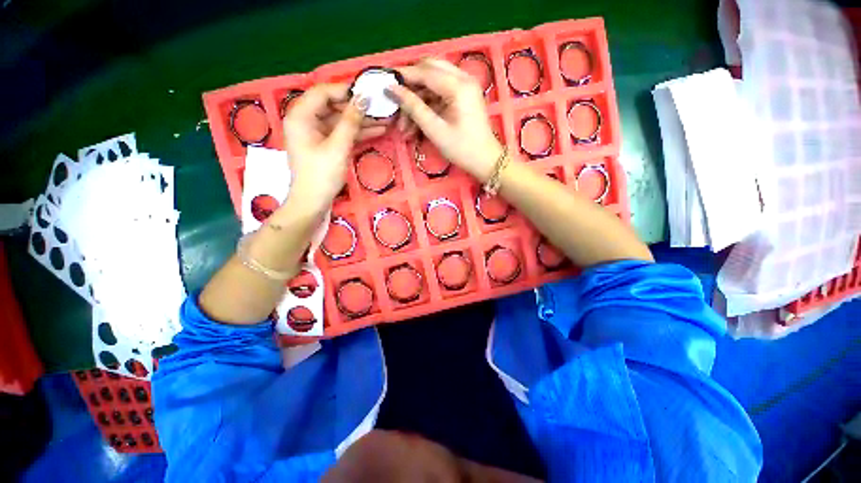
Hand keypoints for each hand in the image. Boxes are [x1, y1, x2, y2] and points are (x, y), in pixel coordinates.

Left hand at [282, 83, 374, 207]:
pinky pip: (341, 133)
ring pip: (340, 120)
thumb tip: (364, 99)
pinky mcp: (325, 144)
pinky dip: (357, 133)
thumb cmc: (321, 174)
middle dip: (357, 108)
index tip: (369, 93)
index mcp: (300, 115)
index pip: (323, 92)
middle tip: (380, 108)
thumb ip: (350, 121)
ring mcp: (316, 133)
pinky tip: (376, 131)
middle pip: (333, 106)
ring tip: (385, 120)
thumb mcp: (338, 146)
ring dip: (361, 121)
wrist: (313, 202)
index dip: (346, 91)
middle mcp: (305, 120)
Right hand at [387, 58, 503, 182]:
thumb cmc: (462, 149)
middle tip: (397, 103)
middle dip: (411, 86)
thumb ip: (414, 107)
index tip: (385, 84)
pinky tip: (416, 125)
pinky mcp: (463, 97)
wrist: (485, 161)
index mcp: (458, 86)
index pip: (425, 71)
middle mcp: (463, 79)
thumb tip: (393, 89)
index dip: (404, 76)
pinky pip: (440, 94)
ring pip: (433, 83)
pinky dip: (427, 107)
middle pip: (430, 70)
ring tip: (404, 126)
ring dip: (417, 101)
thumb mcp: (435, 130)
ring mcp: (465, 87)